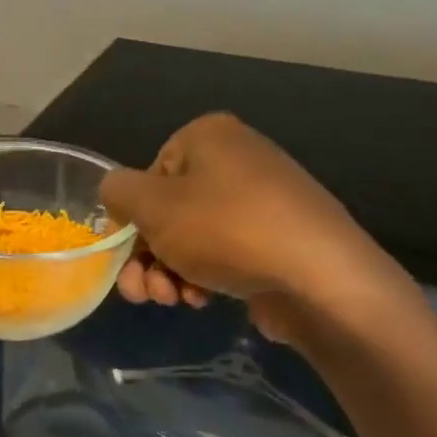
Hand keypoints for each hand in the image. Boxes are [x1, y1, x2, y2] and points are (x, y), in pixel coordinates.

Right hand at [100, 113, 405, 340]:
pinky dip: (202, 276)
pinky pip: (221, 253)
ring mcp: (259, 200)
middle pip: (165, 212)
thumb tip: (116, 195)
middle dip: (146, 256)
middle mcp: (235, 160)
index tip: (126, 254)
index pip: (145, 176)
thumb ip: (117, 192)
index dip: (131, 219)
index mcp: (207, 137)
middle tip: (144, 291)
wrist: (319, 277)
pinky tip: (203, 299)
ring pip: (189, 238)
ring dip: (168, 272)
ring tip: (174, 299)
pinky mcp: (274, 238)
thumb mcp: (152, 206)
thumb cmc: (226, 230)